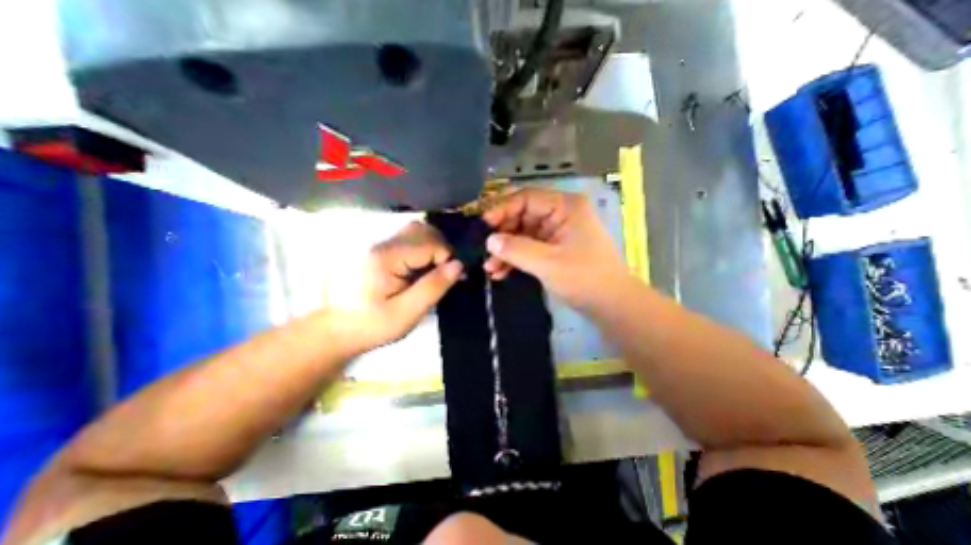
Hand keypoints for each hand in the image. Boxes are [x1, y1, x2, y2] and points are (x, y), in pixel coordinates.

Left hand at [327, 222, 458, 352]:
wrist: (338, 329)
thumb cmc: (372, 325)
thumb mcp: (407, 313)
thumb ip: (433, 287)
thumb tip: (458, 265)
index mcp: (387, 258)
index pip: (430, 243)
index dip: (447, 258)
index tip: (453, 279)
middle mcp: (383, 244)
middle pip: (424, 230)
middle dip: (442, 249)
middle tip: (446, 274)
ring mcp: (380, 245)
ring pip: (417, 230)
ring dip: (433, 246)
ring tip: (436, 270)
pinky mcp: (381, 251)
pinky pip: (409, 239)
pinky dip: (423, 248)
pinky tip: (423, 267)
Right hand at [480, 188, 629, 311]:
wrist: (612, 305)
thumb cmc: (585, 279)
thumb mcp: (548, 263)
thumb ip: (516, 249)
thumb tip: (489, 240)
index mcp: (565, 206)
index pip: (526, 198)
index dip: (502, 209)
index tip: (482, 226)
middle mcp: (560, 214)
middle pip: (522, 216)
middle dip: (502, 235)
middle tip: (483, 251)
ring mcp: (557, 232)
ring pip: (523, 234)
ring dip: (506, 250)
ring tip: (489, 268)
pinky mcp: (554, 248)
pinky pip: (529, 248)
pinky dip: (515, 259)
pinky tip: (501, 272)